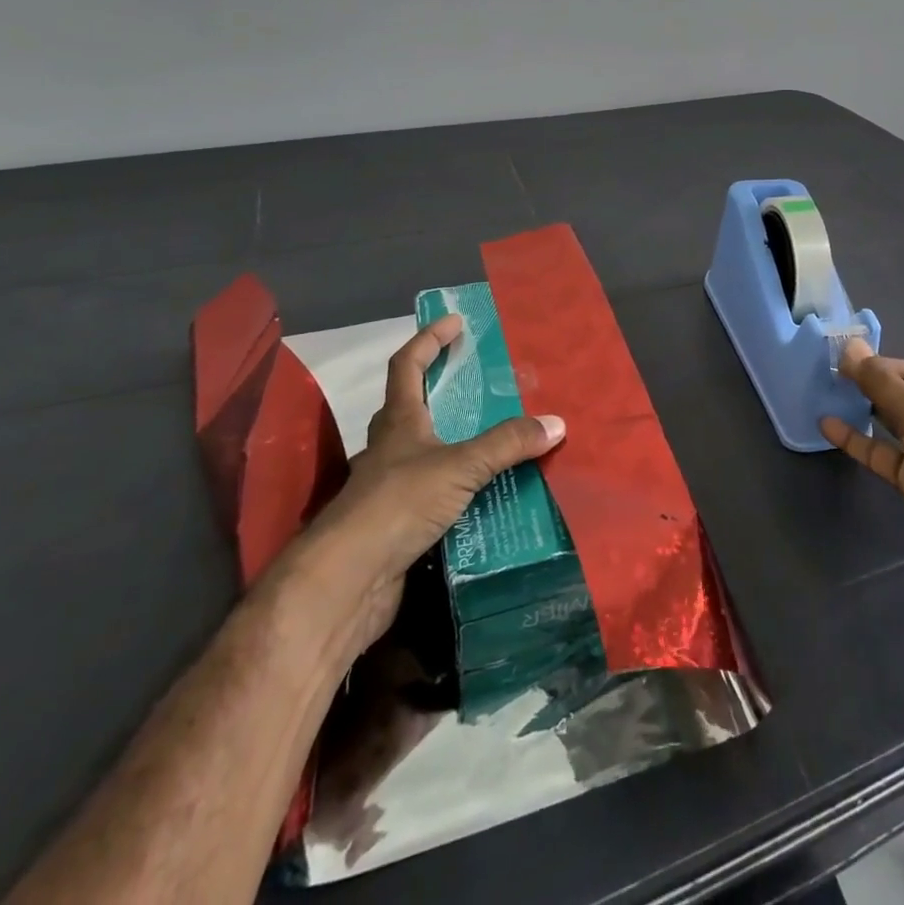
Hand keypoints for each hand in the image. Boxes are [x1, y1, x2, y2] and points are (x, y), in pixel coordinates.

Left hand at [298, 314, 566, 654]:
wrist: (347, 583)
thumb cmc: (397, 504)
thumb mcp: (459, 466)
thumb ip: (507, 444)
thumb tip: (556, 423)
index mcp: (399, 422)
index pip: (407, 366)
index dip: (428, 340)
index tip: (454, 321)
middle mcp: (390, 448)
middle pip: (412, 406)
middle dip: (441, 389)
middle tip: (481, 381)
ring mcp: (391, 488)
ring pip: (426, 452)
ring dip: (456, 442)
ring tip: (498, 438)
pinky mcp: (398, 524)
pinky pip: (436, 493)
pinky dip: (461, 488)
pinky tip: (487, 495)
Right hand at [821, 340, 903, 628]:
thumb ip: (882, 383)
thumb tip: (849, 346)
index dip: (878, 365)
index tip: (839, 362)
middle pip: (901, 395)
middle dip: (868, 386)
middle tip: (826, 376)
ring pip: (890, 424)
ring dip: (861, 411)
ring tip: (824, 395)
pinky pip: (882, 453)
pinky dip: (857, 441)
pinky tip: (829, 427)